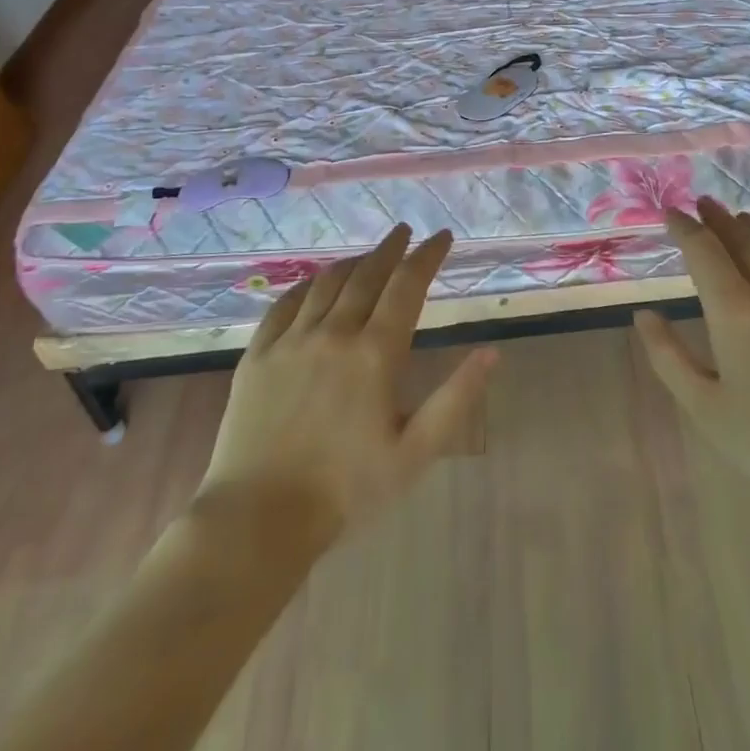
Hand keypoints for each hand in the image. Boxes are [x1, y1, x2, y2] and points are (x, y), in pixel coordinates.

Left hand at [199, 225, 497, 540]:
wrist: (258, 519)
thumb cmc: (347, 490)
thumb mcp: (415, 454)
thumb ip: (456, 399)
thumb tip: (492, 351)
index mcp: (375, 354)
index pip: (407, 285)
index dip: (427, 255)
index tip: (442, 236)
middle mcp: (334, 333)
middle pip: (367, 274)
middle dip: (391, 248)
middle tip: (406, 231)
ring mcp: (291, 341)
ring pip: (327, 283)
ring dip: (353, 261)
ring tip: (368, 255)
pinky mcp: (257, 355)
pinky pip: (284, 303)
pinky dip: (307, 283)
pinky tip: (314, 282)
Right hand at [635, 198, 749, 531]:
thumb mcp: (707, 409)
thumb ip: (668, 357)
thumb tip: (644, 315)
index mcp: (736, 309)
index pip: (703, 249)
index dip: (684, 227)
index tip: (671, 212)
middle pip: (742, 238)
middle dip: (718, 218)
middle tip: (704, 204)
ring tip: (742, 220)